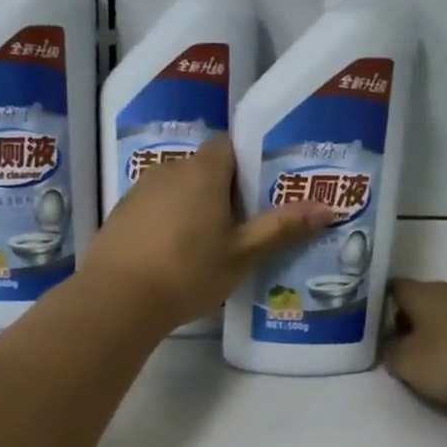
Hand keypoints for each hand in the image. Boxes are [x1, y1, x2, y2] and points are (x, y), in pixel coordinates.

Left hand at [81, 135, 332, 329]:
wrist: (117, 299)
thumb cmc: (188, 271)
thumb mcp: (242, 254)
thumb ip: (282, 228)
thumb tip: (328, 207)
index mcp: (203, 171)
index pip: (229, 146)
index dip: (247, 165)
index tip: (260, 194)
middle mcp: (169, 169)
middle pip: (204, 169)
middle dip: (223, 191)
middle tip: (242, 227)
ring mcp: (139, 191)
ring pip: (177, 189)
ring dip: (193, 208)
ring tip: (207, 246)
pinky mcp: (120, 214)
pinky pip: (154, 208)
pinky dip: (167, 222)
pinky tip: (172, 256)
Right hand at [384, 279, 446, 404]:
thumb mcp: (412, 365)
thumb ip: (393, 356)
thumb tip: (393, 350)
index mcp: (422, 294)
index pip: (392, 288)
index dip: (379, 304)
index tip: (371, 324)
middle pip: (422, 302)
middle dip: (410, 323)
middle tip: (400, 350)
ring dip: (440, 334)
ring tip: (436, 362)